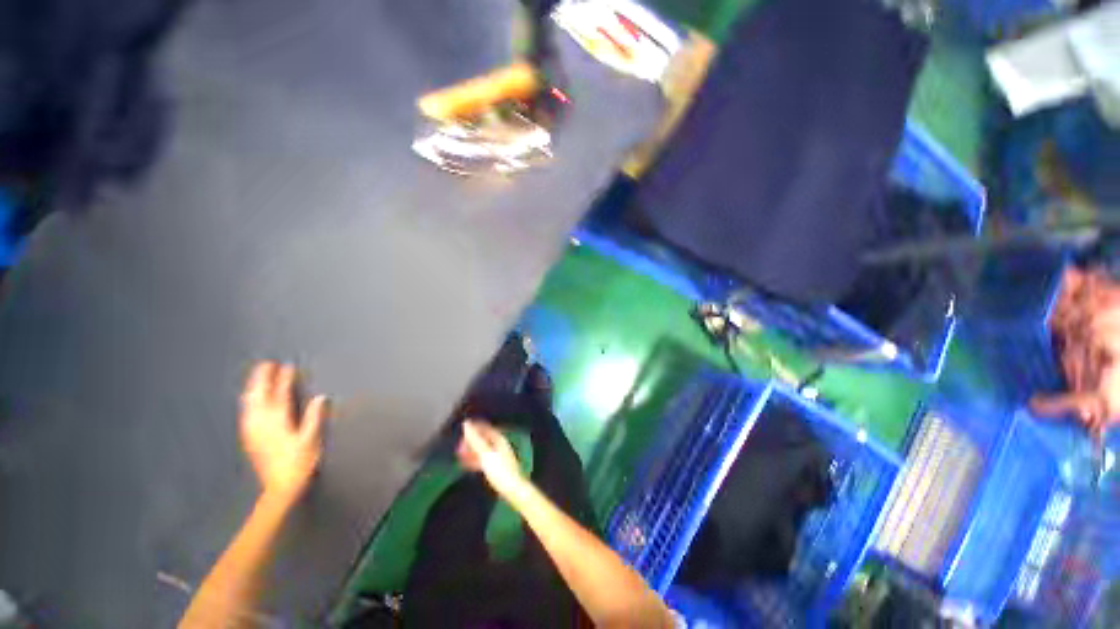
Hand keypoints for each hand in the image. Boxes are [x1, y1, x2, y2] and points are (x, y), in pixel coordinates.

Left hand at [240, 362, 327, 502]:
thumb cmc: (299, 462)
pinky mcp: (249, 437)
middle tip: (266, 364)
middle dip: (261, 378)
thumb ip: (314, 417)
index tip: (287, 366)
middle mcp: (261, 423)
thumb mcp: (311, 439)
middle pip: (258, 395)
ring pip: (248, 403)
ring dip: (252, 387)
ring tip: (256, 377)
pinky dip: (248, 401)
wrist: (279, 486)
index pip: (280, 394)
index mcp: (278, 421)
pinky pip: (246, 412)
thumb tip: (321, 397)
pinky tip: (249, 400)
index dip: (284, 379)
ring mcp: (252, 430)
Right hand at [457, 419, 525, 496]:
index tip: (461, 431)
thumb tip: (466, 423)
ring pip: (482, 450)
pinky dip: (475, 460)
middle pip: (483, 439)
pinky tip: (467, 465)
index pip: (485, 428)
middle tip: (458, 447)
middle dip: (471, 441)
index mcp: (499, 440)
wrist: (513, 490)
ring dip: (471, 451)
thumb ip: (475, 440)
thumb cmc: (500, 471)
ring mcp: (498, 456)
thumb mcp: (486, 454)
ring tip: (459, 455)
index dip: (474, 428)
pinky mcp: (496, 467)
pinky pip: (483, 460)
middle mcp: (499, 445)